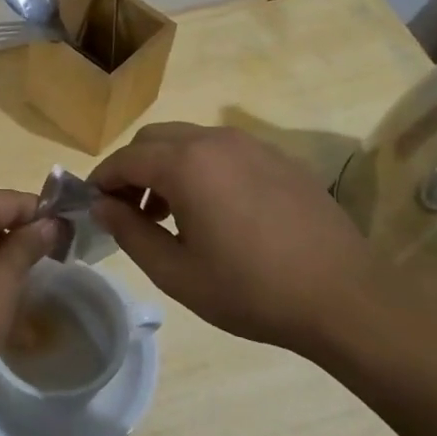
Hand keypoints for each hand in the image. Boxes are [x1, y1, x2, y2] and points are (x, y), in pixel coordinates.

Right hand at [91, 124, 385, 353]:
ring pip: (190, 141)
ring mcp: (252, 145)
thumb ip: (130, 232)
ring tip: (169, 214)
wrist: (343, 297)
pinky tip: (215, 211)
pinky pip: (224, 151)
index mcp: (186, 164)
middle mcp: (216, 141)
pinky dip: (201, 168)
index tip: (93, 206)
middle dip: (132, 169)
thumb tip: (102, 206)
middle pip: (154, 139)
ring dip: (166, 167)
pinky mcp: (279, 158)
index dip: (101, 180)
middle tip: (129, 211)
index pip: (125, 159)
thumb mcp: (176, 272)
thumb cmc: (250, 290)